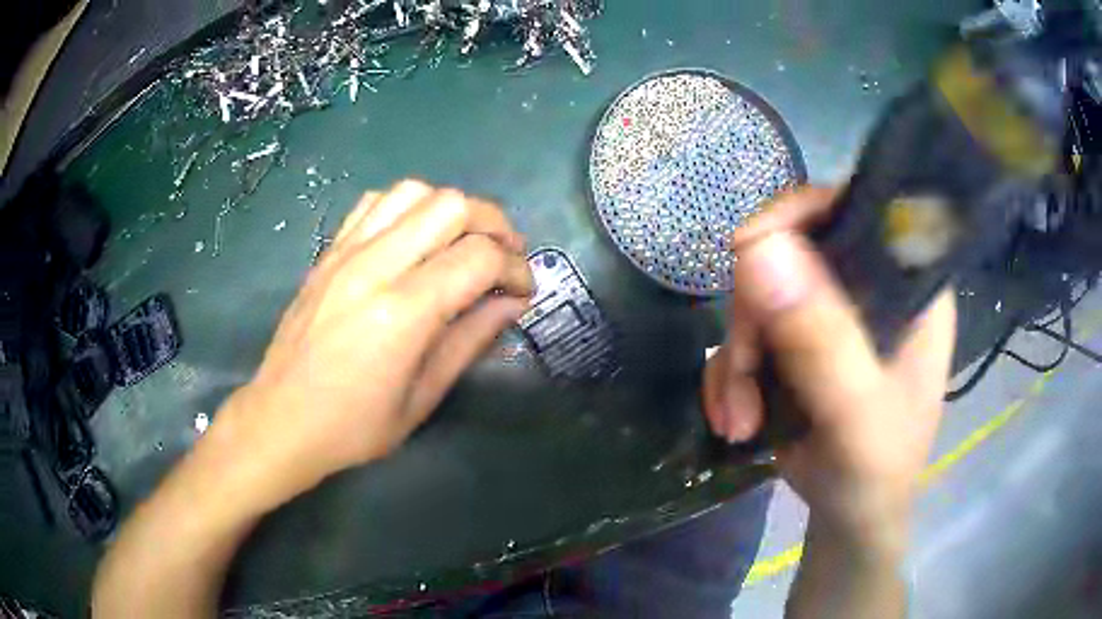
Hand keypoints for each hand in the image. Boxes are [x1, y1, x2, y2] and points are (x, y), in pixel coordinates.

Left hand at [216, 180, 533, 507]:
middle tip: (503, 259)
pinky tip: (414, 239)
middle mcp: (374, 267)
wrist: (281, 419)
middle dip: (494, 224)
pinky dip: (408, 209)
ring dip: (451, 210)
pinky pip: (375, 203)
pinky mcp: (328, 251)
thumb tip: (512, 303)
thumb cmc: (354, 426)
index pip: (479, 256)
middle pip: (452, 205)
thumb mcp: (422, 398)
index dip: (515, 268)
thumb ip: (471, 341)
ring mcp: (346, 252)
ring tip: (462, 243)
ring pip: (414, 191)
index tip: (522, 292)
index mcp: (402, 313)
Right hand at [702, 187, 955, 543]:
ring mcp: (832, 314)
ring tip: (740, 420)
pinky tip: (736, 421)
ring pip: (759, 296)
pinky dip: (728, 378)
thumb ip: (822, 339)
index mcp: (909, 286)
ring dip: (736, 361)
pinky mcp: (799, 343)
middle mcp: (871, 287)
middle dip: (754, 318)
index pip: (856, 210)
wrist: (850, 518)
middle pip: (792, 252)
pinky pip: (745, 335)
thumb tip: (759, 250)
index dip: (799, 216)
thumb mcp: (856, 414)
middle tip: (744, 375)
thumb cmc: (875, 473)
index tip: (748, 252)